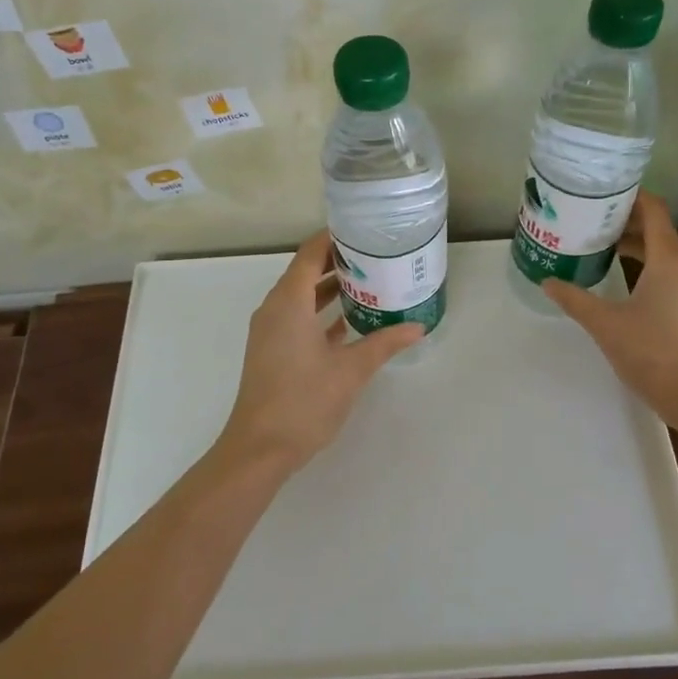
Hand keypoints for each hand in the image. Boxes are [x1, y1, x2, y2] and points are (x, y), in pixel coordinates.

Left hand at [217, 231, 423, 474]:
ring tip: (368, 282)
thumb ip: (384, 342)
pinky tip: (349, 320)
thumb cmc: (304, 401)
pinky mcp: (271, 350)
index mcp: (289, 302)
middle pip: (304, 271)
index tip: (363, 230)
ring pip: (300, 296)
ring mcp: (270, 331)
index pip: (310, 253)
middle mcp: (274, 309)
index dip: (334, 238)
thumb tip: (418, 326)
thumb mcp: (351, 370)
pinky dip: (319, 312)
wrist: (260, 448)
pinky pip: (296, 317)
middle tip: (375, 255)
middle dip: (337, 261)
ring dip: (329, 288)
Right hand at [543, 193, 677, 427]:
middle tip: (592, 222)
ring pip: (664, 256)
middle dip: (626, 223)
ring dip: (636, 248)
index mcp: (669, 260)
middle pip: (658, 231)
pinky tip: (624, 287)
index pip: (654, 211)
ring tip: (602, 250)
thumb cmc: (654, 352)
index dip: (631, 196)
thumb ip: (575, 299)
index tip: (602, 193)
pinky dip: (646, 270)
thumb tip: (548, 281)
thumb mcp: (605, 324)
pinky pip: (669, 277)